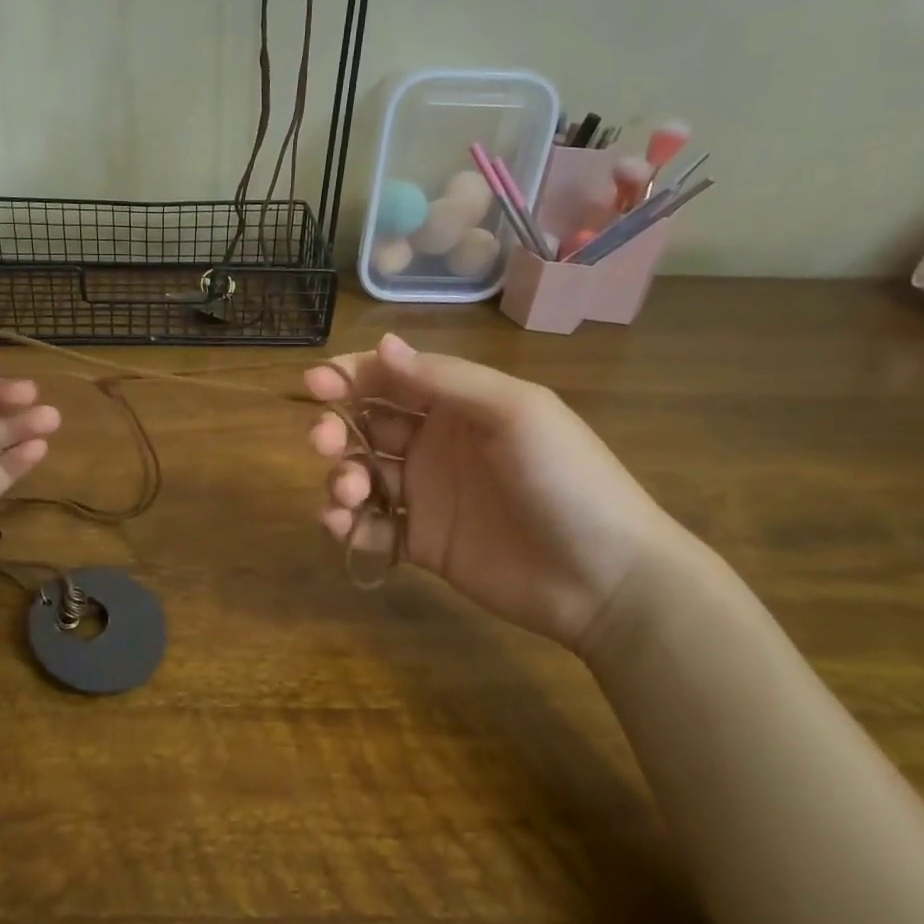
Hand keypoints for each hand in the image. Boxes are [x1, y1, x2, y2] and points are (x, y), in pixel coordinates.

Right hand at [305, 334, 690, 653]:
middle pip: (366, 426)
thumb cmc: (566, 479)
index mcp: (458, 406)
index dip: (350, 377)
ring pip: (363, 475)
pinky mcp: (423, 544)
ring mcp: (427, 496)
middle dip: (336, 427)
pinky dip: (348, 525)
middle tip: (325, 442)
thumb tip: (382, 345)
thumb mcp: (514, 412)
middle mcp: (435, 444)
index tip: (316, 385)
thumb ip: (446, 379)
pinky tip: (343, 527)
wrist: (607, 578)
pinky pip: (372, 528)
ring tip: (350, 494)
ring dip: (341, 477)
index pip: (390, 379)